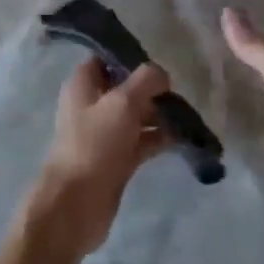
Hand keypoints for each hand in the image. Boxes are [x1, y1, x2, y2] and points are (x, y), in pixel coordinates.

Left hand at [27, 59, 170, 256]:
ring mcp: (104, 134)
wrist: (76, 205)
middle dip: (152, 88)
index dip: (130, 57)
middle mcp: (91, 105)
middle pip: (125, 88)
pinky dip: (159, 138)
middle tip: (179, 91)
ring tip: (187, 115)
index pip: (106, 59)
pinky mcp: (116, 159)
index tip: (158, 61)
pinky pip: (142, 141)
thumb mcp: (123, 103)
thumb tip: (162, 75)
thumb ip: (146, 80)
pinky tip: (183, 137)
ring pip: (136, 115)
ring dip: (159, 114)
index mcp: (82, 85)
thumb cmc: (94, 144)